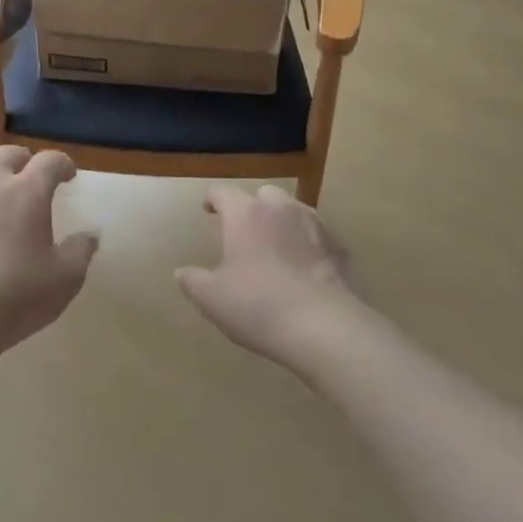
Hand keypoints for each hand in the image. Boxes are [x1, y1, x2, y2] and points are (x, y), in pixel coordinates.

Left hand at [0, 146, 98, 360]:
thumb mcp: (65, 279)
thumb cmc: (16, 296)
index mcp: (27, 191)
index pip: (49, 161)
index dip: (63, 164)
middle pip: (7, 153)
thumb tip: (90, 236)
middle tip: (33, 177)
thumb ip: (81, 251)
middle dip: (25, 160)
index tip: (69, 176)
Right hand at [176, 184, 363, 367]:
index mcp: (246, 214)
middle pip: (264, 194)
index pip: (223, 193)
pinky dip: (309, 246)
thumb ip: (193, 281)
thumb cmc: (258, 305)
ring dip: (283, 222)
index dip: (212, 200)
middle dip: (253, 206)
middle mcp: (281, 210)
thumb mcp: (212, 298)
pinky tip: (305, 268)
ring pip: (295, 211)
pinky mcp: (340, 250)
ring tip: (276, 245)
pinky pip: (319, 238)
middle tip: (244, 229)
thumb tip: (182, 272)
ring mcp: (315, 227)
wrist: (325, 328)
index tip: (207, 209)